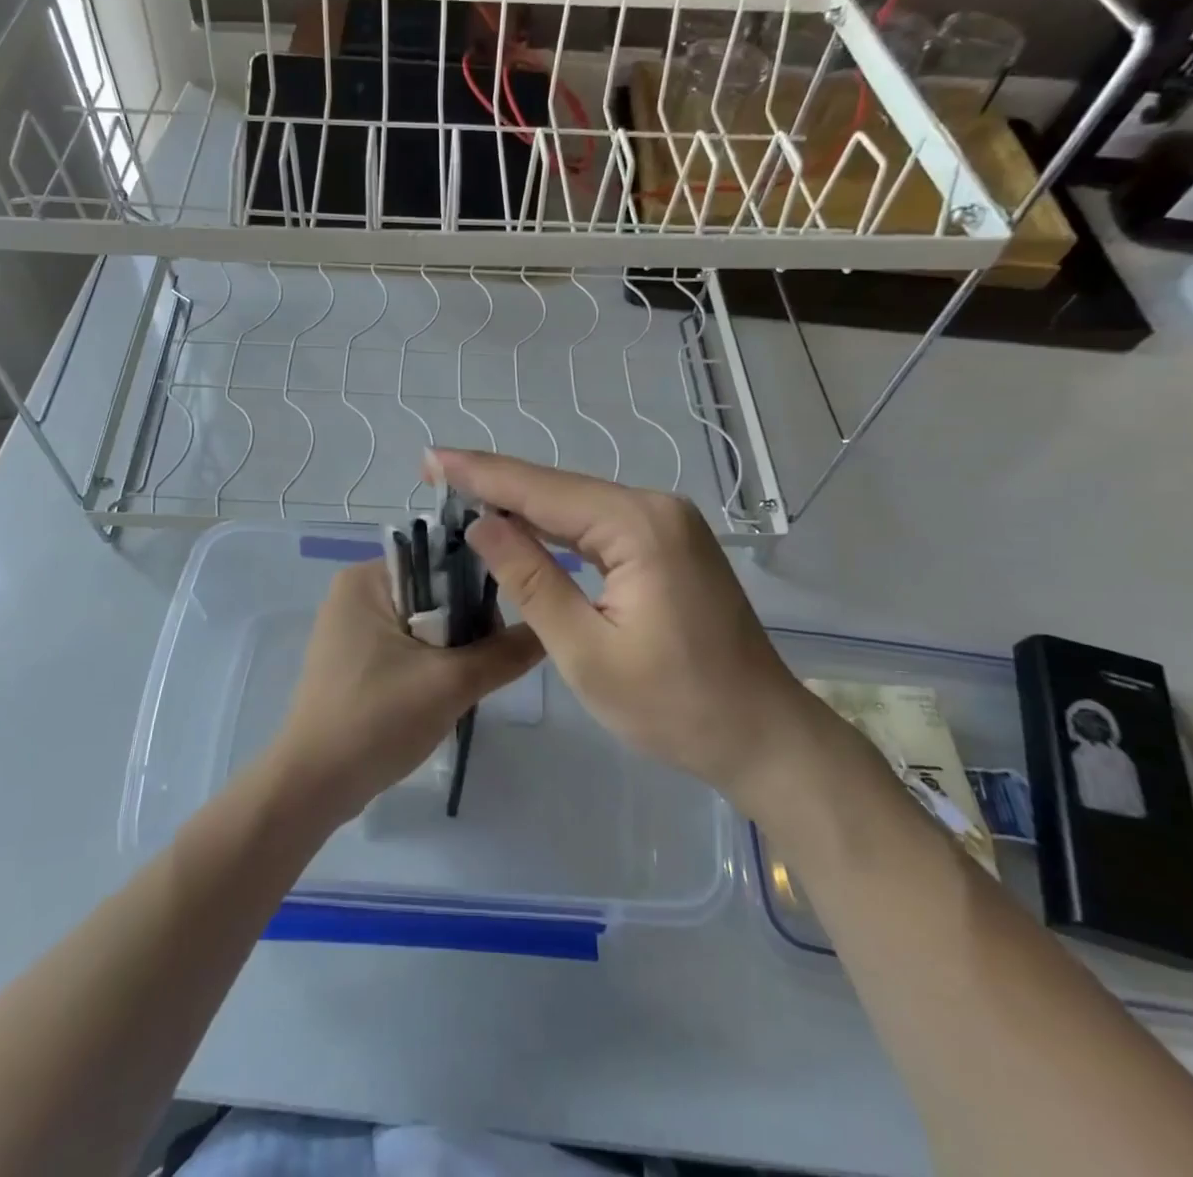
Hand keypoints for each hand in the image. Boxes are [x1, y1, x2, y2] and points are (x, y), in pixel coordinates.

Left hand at [268, 560, 541, 824]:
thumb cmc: (376, 720)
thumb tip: (548, 629)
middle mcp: (354, 593)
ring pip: (423, 624)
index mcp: (366, 578)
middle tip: (485, 665)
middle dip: (465, 627)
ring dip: (451, 650)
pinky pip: (405, 647)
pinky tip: (442, 694)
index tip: (502, 628)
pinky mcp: (353, 661)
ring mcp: (350, 629)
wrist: (312, 787)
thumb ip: (504, 653)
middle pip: (433, 593)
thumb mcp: (450, 683)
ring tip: (467, 683)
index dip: (478, 590)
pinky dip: (429, 665)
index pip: (440, 562)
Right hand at [434, 449, 830, 813]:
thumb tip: (481, 524)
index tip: (430, 457)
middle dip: (496, 482)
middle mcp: (656, 508)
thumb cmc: (674, 705)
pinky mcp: (670, 544)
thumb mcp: (585, 651)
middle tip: (435, 474)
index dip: (480, 474)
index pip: (541, 490)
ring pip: (578, 504)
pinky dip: (556, 525)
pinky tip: (522, 524)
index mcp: (638, 526)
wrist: (762, 735)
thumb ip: (531, 580)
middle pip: (559, 488)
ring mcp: (668, 524)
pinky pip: (599, 524)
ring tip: (461, 492)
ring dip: (522, 502)